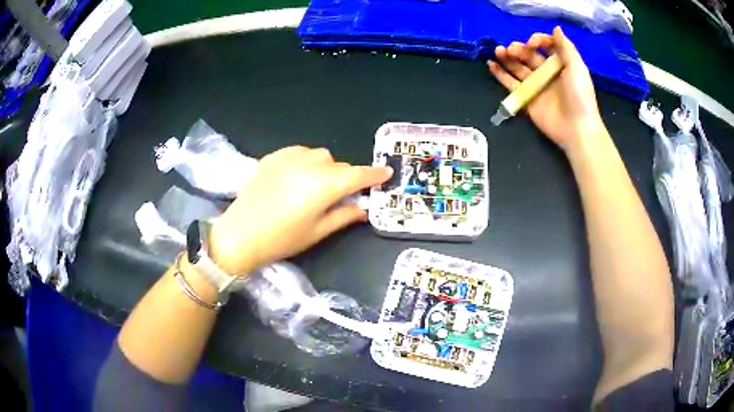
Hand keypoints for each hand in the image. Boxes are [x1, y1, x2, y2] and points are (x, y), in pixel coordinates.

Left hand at [208, 146, 392, 274]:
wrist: (239, 235)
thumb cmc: (281, 240)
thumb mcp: (317, 232)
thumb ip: (344, 216)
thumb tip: (363, 208)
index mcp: (325, 185)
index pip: (358, 175)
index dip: (374, 174)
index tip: (386, 172)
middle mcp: (310, 164)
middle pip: (339, 165)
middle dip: (344, 178)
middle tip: (338, 197)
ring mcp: (289, 157)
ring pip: (320, 155)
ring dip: (325, 167)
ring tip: (314, 186)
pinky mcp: (273, 157)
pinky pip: (299, 152)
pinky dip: (305, 161)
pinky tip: (295, 178)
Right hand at [488, 26, 604, 151]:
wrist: (576, 128)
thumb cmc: (579, 96)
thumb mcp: (577, 67)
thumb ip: (565, 47)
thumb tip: (556, 28)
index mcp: (560, 64)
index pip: (545, 45)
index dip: (537, 40)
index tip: (531, 44)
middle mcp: (547, 73)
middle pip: (529, 55)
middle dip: (518, 49)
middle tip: (511, 49)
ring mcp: (536, 86)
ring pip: (517, 67)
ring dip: (507, 58)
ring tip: (498, 51)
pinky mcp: (526, 99)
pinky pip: (510, 84)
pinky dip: (500, 74)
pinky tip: (491, 64)